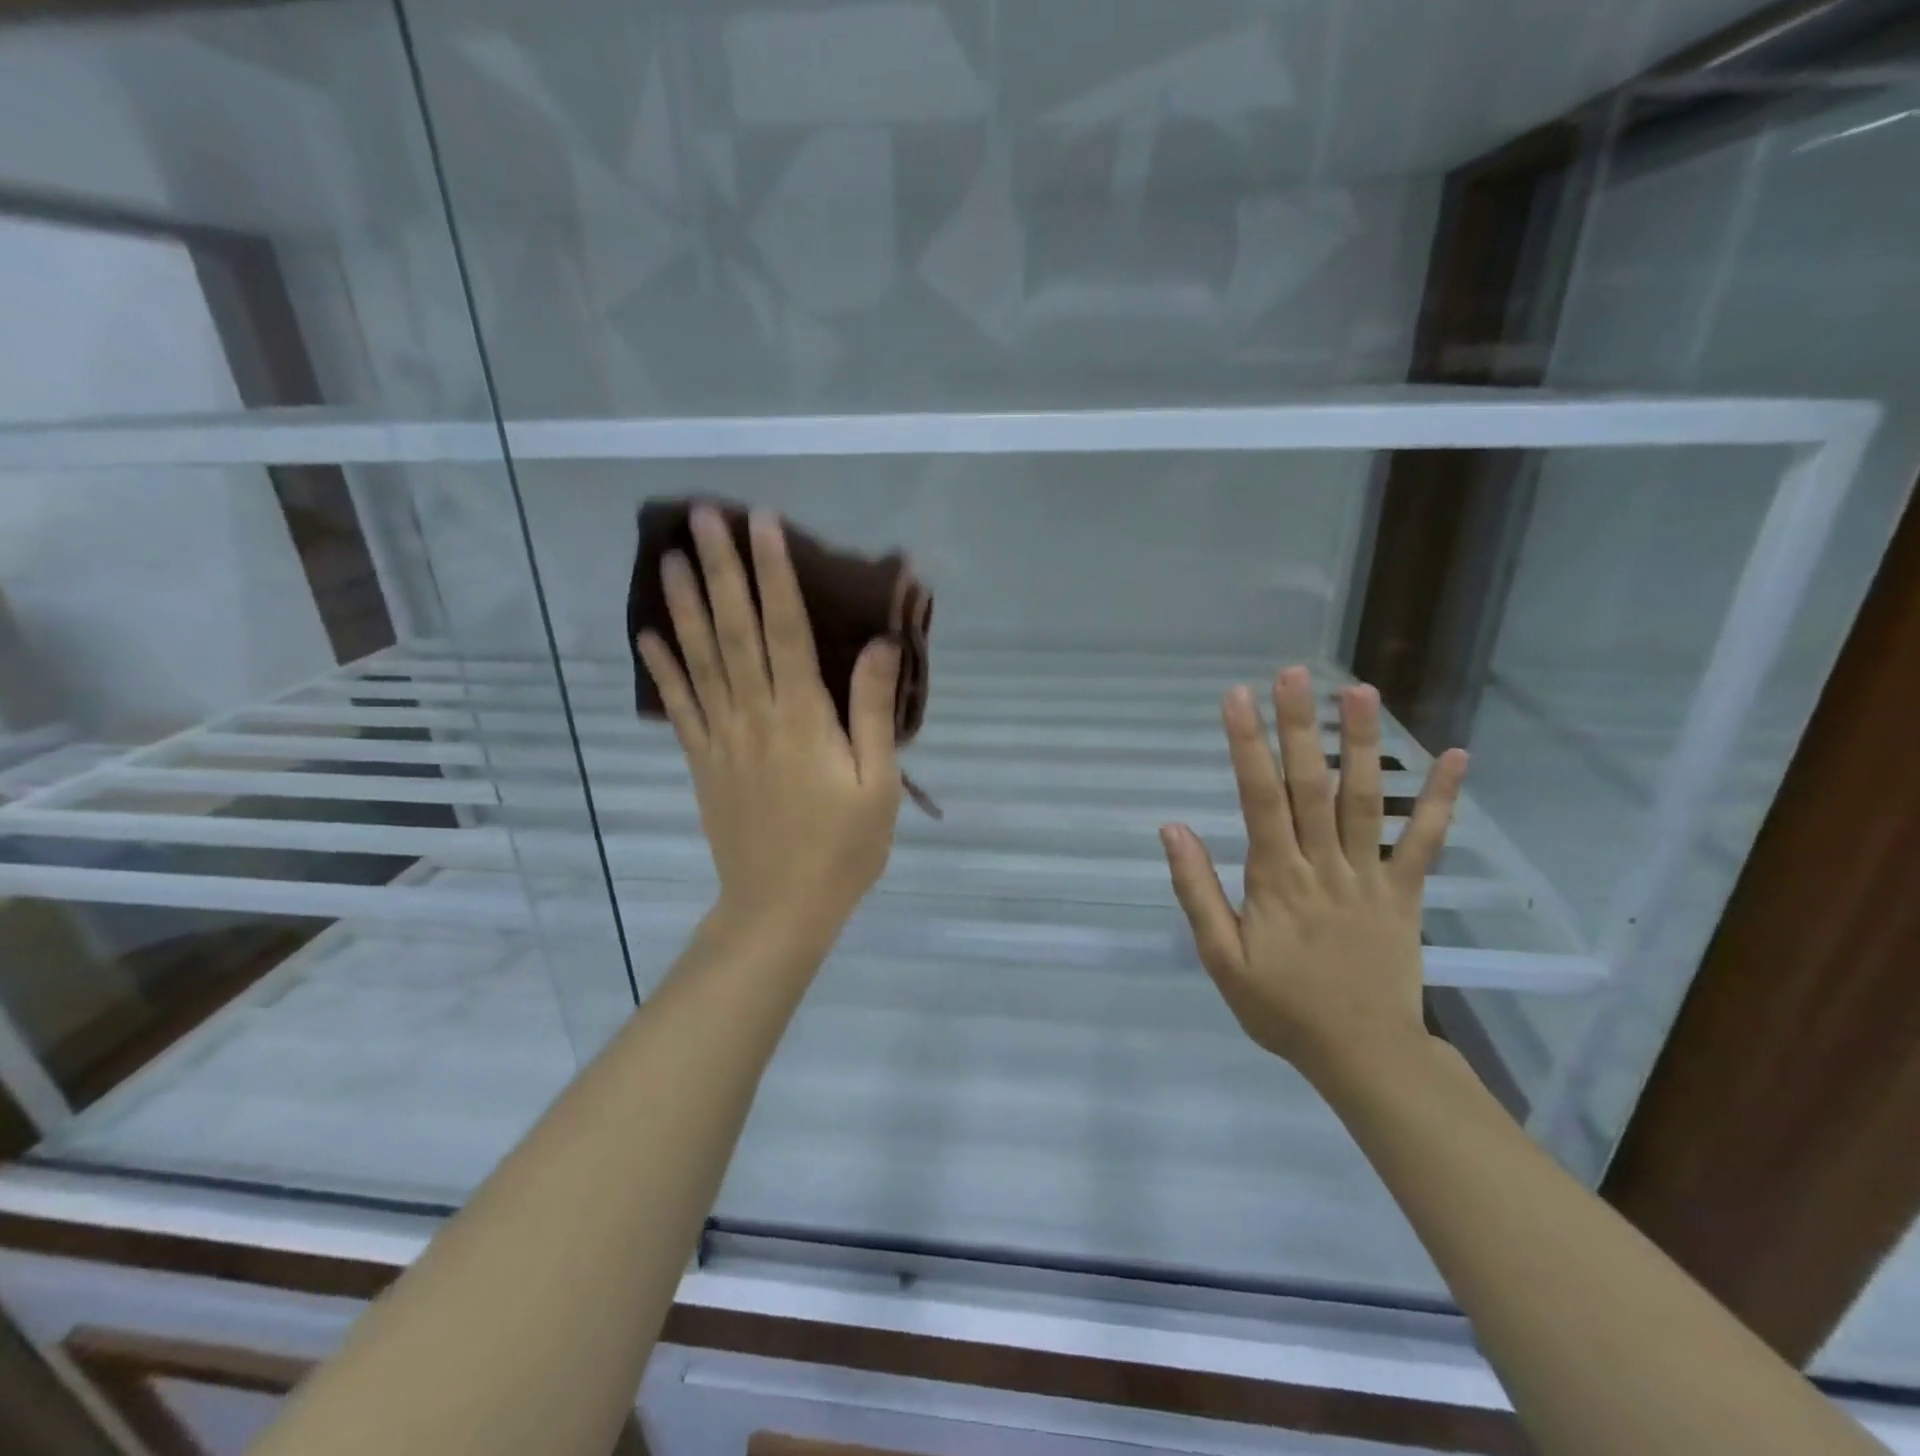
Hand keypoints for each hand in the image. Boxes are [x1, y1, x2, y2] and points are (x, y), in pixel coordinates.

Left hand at [636, 506, 902, 945]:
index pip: (785, 630)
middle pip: (735, 631)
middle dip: (720, 570)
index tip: (762, 523)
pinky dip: (661, 669)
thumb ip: (871, 712)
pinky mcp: (703, 762)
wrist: (780, 909)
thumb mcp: (878, 784)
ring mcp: (721, 738)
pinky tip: (646, 636)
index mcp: (802, 718)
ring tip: (666, 557)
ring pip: (700, 660)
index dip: (773, 574)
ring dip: (684, 607)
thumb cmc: (842, 849)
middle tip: (702, 517)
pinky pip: (679, 708)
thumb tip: (878, 644)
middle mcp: (755, 716)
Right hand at [1160, 667, 1467, 1083]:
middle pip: (1309, 785)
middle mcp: (1323, 864)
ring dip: (1361, 744)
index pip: (1258, 798)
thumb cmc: (1281, 1006)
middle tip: (1295, 672)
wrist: (1363, 1055)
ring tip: (1360, 691)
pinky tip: (1456, 757)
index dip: (1247, 745)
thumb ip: (1197, 891)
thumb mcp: (1220, 958)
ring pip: (1366, 800)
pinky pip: (1427, 842)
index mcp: (1275, 878)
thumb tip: (1174, 829)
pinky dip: (1443, 800)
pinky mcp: (1406, 893)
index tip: (1237, 697)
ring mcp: (1371, 876)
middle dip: (1299, 725)